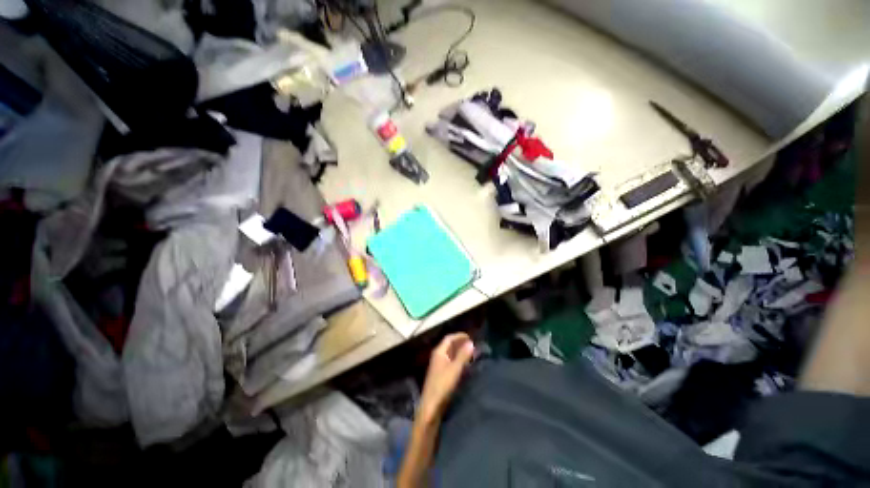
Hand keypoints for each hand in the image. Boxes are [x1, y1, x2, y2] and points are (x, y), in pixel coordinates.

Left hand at [418, 333, 474, 423]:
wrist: (431, 406)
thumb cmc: (442, 385)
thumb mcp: (455, 369)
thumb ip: (463, 355)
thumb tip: (471, 342)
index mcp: (439, 352)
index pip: (449, 338)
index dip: (459, 336)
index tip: (470, 336)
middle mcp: (438, 356)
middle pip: (449, 345)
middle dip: (460, 343)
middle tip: (472, 344)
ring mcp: (438, 365)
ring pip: (450, 353)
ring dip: (459, 351)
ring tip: (470, 352)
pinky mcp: (440, 374)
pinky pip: (450, 361)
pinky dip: (457, 359)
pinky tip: (464, 363)